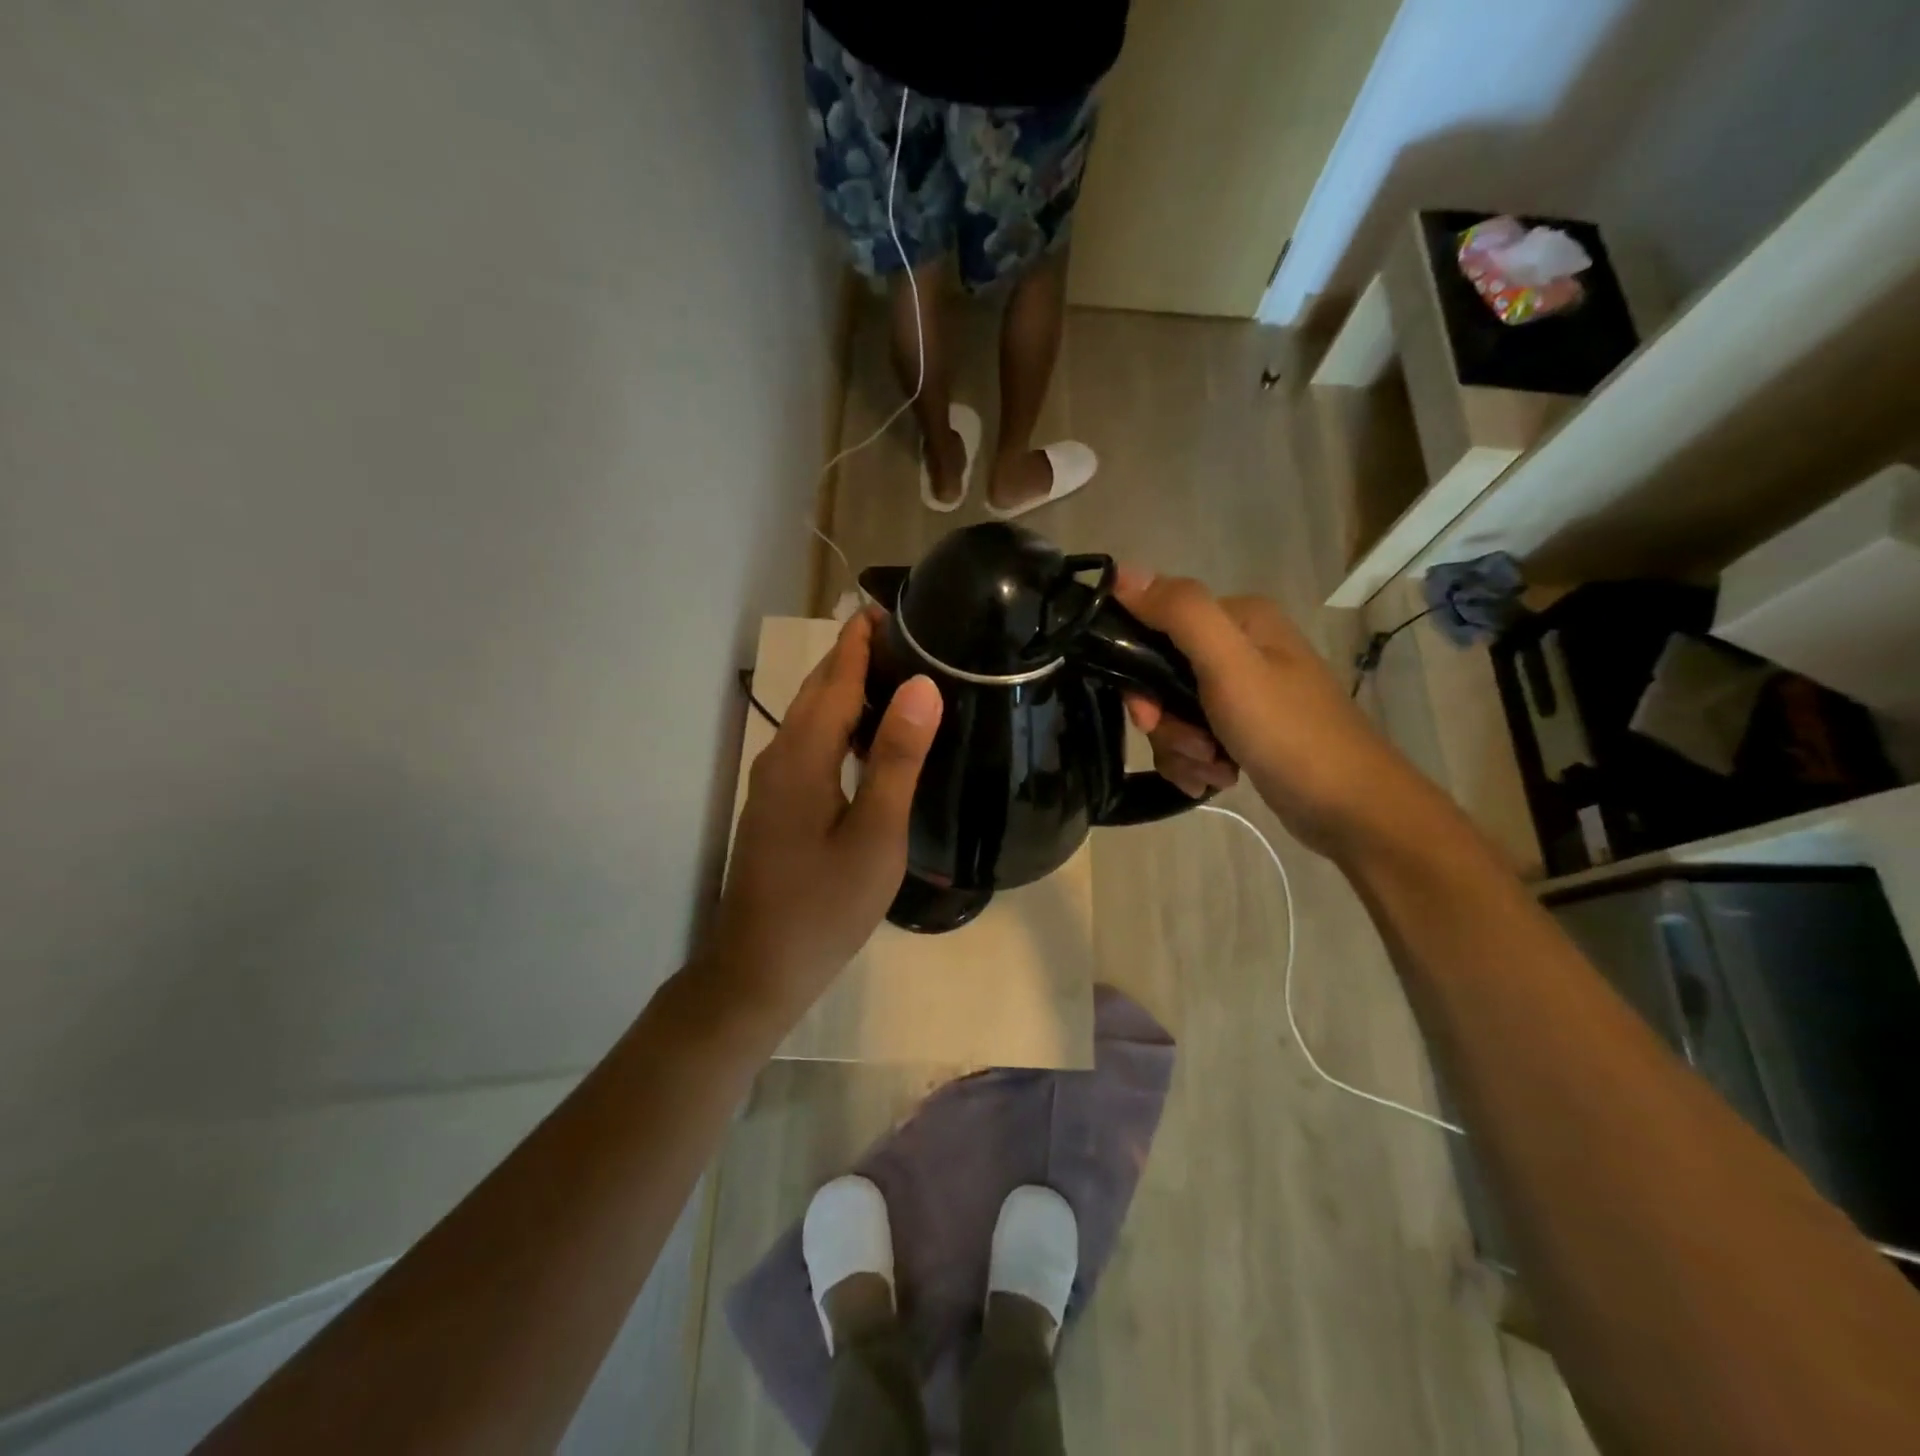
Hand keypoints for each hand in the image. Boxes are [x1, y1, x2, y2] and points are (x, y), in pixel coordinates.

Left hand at [706, 609, 941, 1024]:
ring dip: (848, 689)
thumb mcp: (874, 836)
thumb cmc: (824, 907)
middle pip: (820, 692)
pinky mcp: (777, 805)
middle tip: (907, 633)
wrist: (758, 971)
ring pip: (813, 719)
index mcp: (803, 757)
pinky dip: (840, 724)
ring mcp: (774, 784)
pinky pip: (810, 746)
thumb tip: (921, 686)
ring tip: (897, 673)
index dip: (862, 641)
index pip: (837, 679)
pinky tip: (869, 738)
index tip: (892, 606)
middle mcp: (780, 758)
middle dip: (855, 656)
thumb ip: (895, 759)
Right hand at [1114, 568, 1426, 857]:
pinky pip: (1191, 741)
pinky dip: (1195, 764)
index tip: (1149, 714)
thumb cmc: (1289, 732)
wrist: (1350, 808)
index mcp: (1238, 619)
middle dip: (1166, 723)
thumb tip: (1120, 572)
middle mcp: (1239, 648)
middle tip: (1193, 747)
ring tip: (1214, 769)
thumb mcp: (1230, 667)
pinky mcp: (1242, 731)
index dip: (1139, 674)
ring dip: (1181, 749)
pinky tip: (1218, 779)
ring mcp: (1242, 692)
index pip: (1155, 628)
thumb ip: (1180, 614)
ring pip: (1172, 716)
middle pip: (1160, 679)